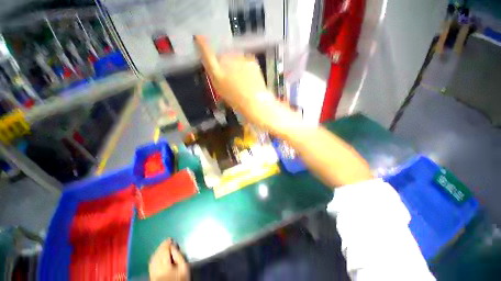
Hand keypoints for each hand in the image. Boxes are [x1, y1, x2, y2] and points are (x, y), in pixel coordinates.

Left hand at [149, 239, 189, 280]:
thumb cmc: (181, 278)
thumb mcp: (184, 266)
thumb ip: (179, 255)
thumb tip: (174, 245)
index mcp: (165, 266)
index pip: (164, 251)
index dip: (167, 244)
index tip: (170, 239)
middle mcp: (156, 269)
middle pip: (158, 254)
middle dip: (162, 247)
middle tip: (167, 241)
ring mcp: (152, 273)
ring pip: (153, 259)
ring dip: (157, 251)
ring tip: (163, 247)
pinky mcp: (151, 276)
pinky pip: (151, 264)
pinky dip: (154, 258)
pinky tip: (157, 255)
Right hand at [194, 35, 297, 134]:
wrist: (255, 102)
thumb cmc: (237, 101)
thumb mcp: (223, 92)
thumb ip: (218, 78)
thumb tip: (219, 68)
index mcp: (218, 74)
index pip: (208, 57)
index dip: (203, 47)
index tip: (199, 38)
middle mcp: (227, 64)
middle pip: (224, 57)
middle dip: (226, 62)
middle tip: (233, 77)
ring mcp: (240, 61)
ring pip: (235, 57)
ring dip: (237, 64)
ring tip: (243, 79)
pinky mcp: (251, 61)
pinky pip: (246, 60)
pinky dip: (246, 66)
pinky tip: (250, 77)